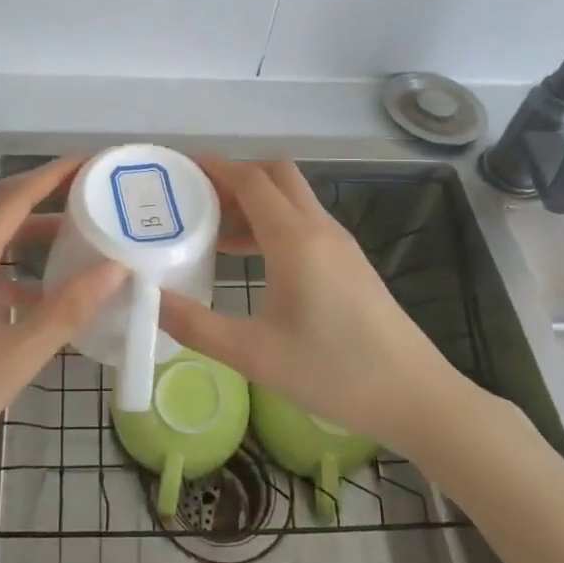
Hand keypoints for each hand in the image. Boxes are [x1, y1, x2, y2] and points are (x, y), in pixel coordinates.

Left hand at [0, 157, 123, 475]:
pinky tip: (41, 296)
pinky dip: (13, 269)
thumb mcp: (16, 357)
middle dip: (44, 196)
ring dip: (30, 234)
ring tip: (77, 239)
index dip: (51, 175)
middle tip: (91, 196)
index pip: (11, 198)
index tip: (90, 162)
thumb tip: (115, 268)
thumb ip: (67, 310)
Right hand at [158, 158, 474, 452]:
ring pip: (291, 198)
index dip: (214, 167)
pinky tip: (250, 258)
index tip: (179, 168)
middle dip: (234, 177)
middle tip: (195, 199)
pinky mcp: (349, 262)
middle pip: (275, 175)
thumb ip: (196, 326)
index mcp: (295, 239)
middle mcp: (319, 229)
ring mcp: (339, 244)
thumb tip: (149, 299)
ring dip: (253, 201)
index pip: (251, 180)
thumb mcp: (254, 355)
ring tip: (211, 231)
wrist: (414, 395)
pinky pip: (303, 222)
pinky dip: (272, 223)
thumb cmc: (334, 371)